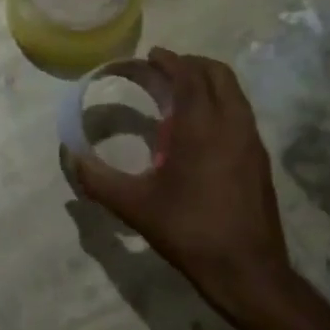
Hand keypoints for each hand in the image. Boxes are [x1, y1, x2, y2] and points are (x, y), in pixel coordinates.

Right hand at [73, 48, 299, 327]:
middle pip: (218, 74)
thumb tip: (70, 158)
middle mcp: (232, 124)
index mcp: (202, 127)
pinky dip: (219, 105)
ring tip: (178, 97)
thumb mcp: (135, 206)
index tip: (150, 57)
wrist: (248, 272)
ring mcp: (251, 142)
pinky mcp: (260, 160)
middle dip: (190, 65)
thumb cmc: (190, 231)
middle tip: (163, 71)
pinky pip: (240, 114)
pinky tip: (198, 132)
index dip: (169, 61)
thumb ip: (98, 179)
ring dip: (207, 84)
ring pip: (234, 93)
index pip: (189, 75)